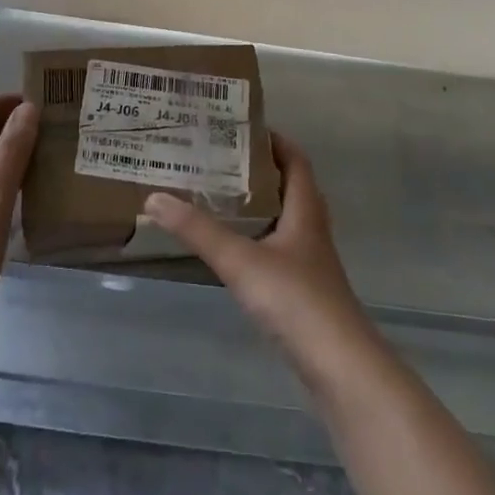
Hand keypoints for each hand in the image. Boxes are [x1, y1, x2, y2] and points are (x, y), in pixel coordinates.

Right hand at [142, 132, 372, 370]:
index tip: (242, 127)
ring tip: (220, 195)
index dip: (274, 140)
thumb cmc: (295, 300)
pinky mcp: (305, 290)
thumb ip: (198, 230)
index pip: (295, 160)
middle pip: (291, 187)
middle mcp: (312, 229)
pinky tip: (235, 247)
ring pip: (285, 219)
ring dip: (259, 204)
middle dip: (260, 169)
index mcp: (305, 210)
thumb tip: (154, 197)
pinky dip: (259, 236)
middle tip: (221, 158)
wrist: (340, 367)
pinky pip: (280, 248)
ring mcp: (310, 262)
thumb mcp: (240, 261)